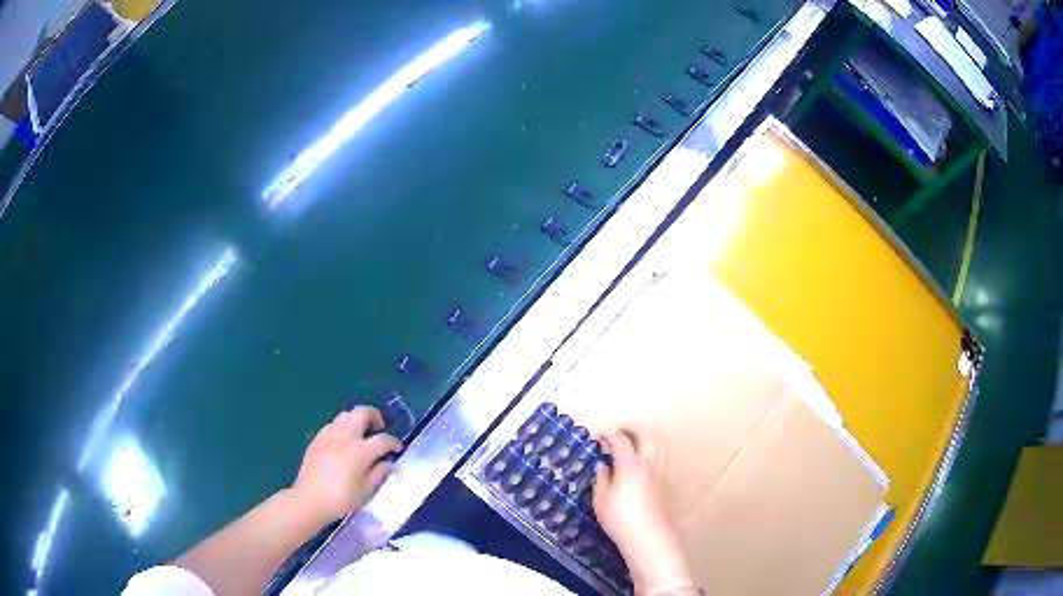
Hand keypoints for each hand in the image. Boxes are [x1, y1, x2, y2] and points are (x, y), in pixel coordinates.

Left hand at [290, 406, 402, 523]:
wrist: (309, 500)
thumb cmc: (341, 499)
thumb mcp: (366, 490)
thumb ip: (380, 473)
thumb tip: (390, 464)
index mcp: (360, 451)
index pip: (383, 439)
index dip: (394, 442)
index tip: (398, 448)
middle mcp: (344, 437)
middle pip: (361, 413)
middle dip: (374, 416)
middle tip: (379, 427)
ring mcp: (328, 436)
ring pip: (345, 415)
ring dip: (356, 420)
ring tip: (360, 434)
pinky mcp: (316, 440)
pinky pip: (331, 425)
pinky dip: (341, 428)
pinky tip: (342, 442)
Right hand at [593, 429, 692, 592]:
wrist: (647, 536)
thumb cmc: (619, 517)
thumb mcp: (601, 499)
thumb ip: (601, 479)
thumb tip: (602, 466)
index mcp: (630, 463)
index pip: (620, 440)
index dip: (609, 434)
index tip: (599, 433)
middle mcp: (647, 464)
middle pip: (645, 438)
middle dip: (632, 432)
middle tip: (619, 434)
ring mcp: (657, 475)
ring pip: (655, 449)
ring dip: (644, 443)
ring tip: (632, 447)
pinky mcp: (662, 486)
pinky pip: (657, 462)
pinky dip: (648, 457)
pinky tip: (639, 467)